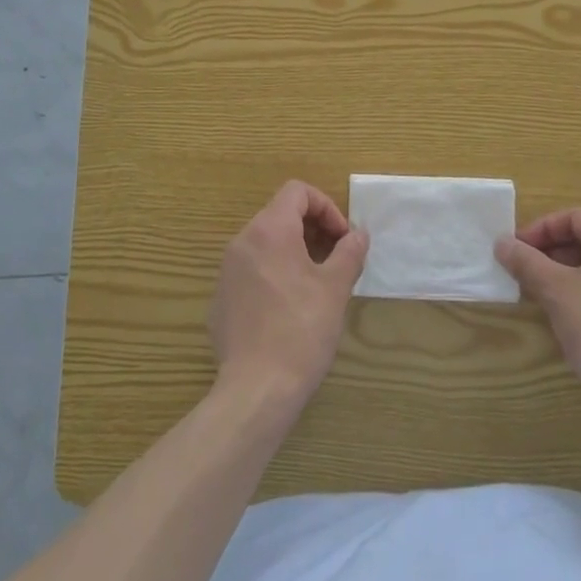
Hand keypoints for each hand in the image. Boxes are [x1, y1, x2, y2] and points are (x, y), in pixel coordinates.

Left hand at [209, 182, 369, 412]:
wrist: (256, 389)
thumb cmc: (301, 330)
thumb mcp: (335, 289)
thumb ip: (349, 252)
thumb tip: (359, 234)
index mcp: (269, 229)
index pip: (297, 191)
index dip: (326, 207)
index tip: (343, 238)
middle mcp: (242, 241)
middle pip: (280, 214)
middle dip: (312, 230)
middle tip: (336, 260)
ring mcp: (227, 270)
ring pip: (265, 243)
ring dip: (294, 252)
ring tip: (317, 284)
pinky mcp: (220, 299)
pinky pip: (251, 271)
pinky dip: (274, 274)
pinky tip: (289, 310)